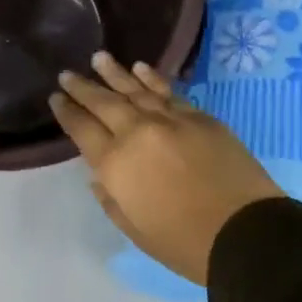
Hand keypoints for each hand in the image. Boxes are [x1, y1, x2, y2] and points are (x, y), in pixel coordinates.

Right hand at [50, 52, 278, 286]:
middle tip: (67, 74)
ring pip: (134, 89)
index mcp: (115, 163)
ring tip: (98, 58)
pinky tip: (140, 68)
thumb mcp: (134, 229)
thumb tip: (100, 175)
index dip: (67, 112)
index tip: (56, 98)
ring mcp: (169, 120)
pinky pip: (167, 91)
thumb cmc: (183, 243)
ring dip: (114, 73)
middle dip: (83, 87)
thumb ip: (111, 198)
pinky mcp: (198, 117)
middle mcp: (137, 132)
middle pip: (104, 102)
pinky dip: (151, 78)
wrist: (246, 233)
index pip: (82, 129)